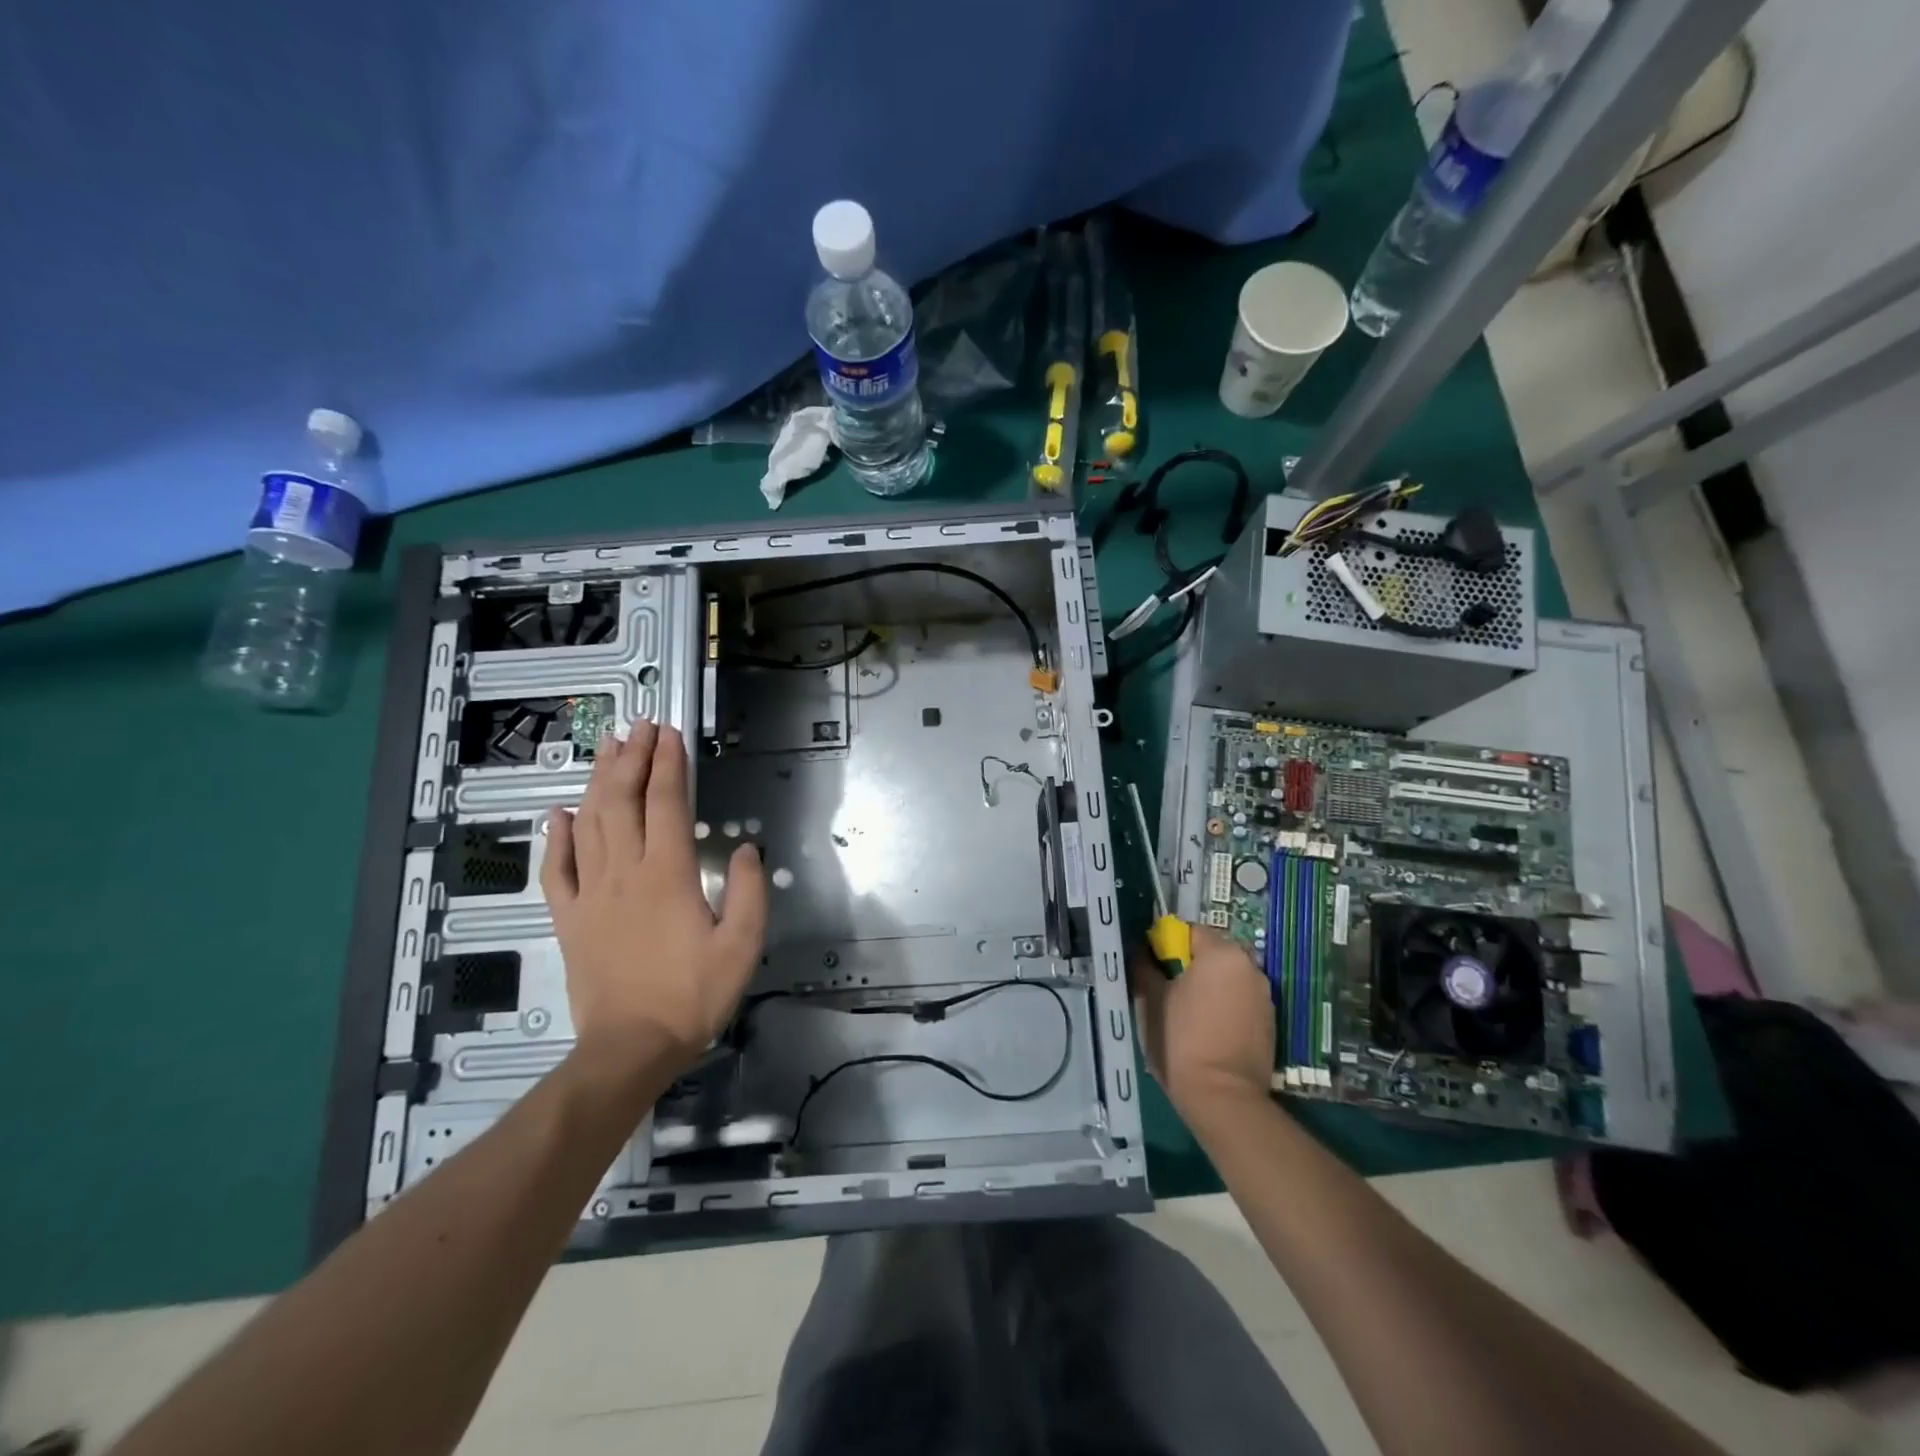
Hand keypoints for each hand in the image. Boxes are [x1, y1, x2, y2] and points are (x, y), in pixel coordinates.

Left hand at [541, 722, 766, 1072]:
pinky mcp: (569, 919)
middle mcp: (625, 873)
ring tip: (606, 749)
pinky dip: (556, 838)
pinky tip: (559, 814)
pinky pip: (557, 870)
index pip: (666, 804)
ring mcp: (590, 894)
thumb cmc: (692, 995)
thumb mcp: (742, 947)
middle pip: (623, 802)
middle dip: (632, 758)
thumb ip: (749, 893)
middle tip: (638, 726)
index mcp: (667, 875)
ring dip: (598, 782)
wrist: (629, 1047)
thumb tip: (744, 849)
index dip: (668, 764)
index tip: (669, 733)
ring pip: (590, 824)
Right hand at [1130, 924, 1274, 1123]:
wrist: (1222, 1097)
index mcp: (1222, 953)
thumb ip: (1146, 967)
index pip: (1190, 931)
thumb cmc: (1181, 1038)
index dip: (1168, 945)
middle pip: (1214, 953)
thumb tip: (1141, 953)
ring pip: (1229, 978)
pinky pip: (1242, 1002)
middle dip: (1192, 966)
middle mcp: (1250, 966)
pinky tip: (1209, 1031)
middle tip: (1169, 990)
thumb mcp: (1151, 999)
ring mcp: (1265, 996)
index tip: (1155, 968)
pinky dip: (1226, 1007)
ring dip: (1211, 987)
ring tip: (1189, 1014)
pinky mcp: (1270, 1024)